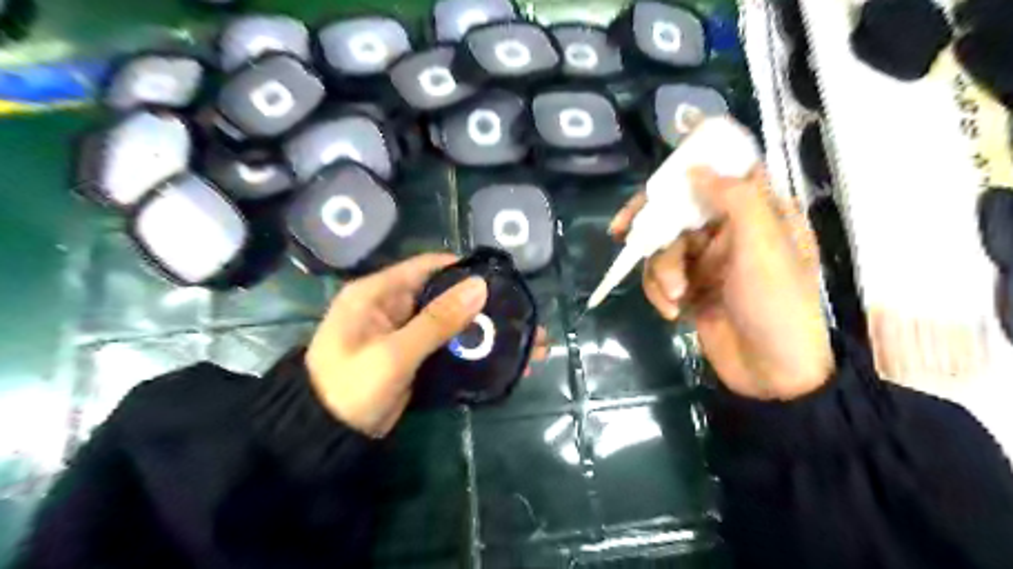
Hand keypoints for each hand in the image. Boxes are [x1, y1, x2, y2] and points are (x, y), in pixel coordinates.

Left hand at [305, 254, 550, 436]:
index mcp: (377, 293)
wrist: (325, 439)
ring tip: (526, 342)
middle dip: (483, 306)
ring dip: (483, 331)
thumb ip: (436, 321)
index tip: (501, 279)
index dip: (463, 269)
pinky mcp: (413, 357)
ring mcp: (404, 333)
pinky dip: (471, 351)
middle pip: (444, 295)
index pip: (426, 267)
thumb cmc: (350, 388)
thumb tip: (480, 286)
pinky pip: (446, 346)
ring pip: (450, 323)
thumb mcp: (393, 354)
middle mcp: (391, 306)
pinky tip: (501, 359)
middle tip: (522, 316)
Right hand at [608, 167, 830, 397]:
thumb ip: (734, 198)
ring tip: (676, 297)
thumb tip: (694, 166)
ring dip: (662, 271)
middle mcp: (729, 233)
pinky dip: (659, 292)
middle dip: (652, 227)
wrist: (773, 373)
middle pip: (677, 213)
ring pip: (664, 248)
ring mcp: (707, 263)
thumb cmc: (776, 304)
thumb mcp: (763, 245)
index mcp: (755, 214)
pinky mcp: (691, 289)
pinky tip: (672, 312)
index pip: (712, 178)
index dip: (678, 176)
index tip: (651, 188)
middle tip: (621, 232)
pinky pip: (660, 278)